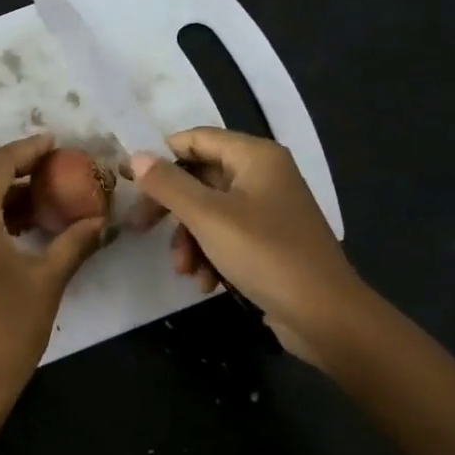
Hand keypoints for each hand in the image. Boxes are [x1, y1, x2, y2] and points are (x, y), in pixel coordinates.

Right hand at [130, 128, 365, 368]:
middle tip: (140, 229)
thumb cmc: (265, 255)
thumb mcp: (208, 217)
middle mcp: (264, 175)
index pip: (196, 139)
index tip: (129, 181)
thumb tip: (135, 156)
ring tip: (185, 270)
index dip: (160, 157)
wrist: (325, 315)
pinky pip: (227, 236)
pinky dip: (211, 255)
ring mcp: (269, 209)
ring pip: (210, 212)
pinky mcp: (270, 241)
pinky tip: (207, 282)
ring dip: (190, 240)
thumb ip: (168, 185)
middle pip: (200, 178)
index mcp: (255, 157)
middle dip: (172, 210)